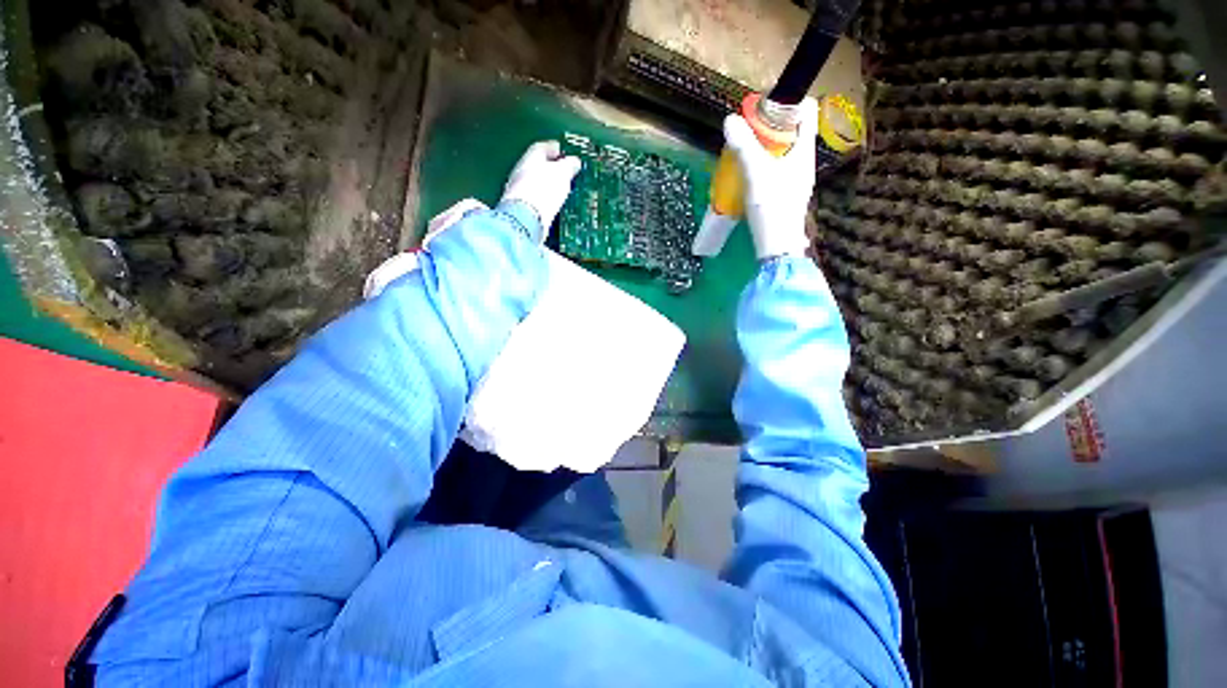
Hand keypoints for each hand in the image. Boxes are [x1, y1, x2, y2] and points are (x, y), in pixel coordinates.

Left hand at [500, 141, 581, 237]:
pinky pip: (536, 201)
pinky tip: (552, 206)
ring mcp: (519, 192)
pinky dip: (544, 201)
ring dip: (547, 186)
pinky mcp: (522, 210)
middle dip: (550, 168)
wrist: (526, 220)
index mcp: (530, 157)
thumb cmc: (542, 192)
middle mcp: (521, 172)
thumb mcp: (563, 173)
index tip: (563, 152)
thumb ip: (569, 165)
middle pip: (537, 166)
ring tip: (560, 190)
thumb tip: (573, 161)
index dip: (554, 149)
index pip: (543, 147)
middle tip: (564, 172)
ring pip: (535, 184)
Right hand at [723, 97, 817, 258]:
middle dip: (770, 127)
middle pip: (791, 132)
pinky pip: (776, 170)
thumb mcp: (756, 172)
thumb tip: (729, 119)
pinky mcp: (785, 195)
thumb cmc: (772, 205)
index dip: (787, 103)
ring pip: (782, 152)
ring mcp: (796, 180)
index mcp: (804, 149)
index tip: (763, 107)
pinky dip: (762, 166)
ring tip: (743, 153)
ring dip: (764, 148)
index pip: (806, 111)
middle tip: (746, 132)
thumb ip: (744, 145)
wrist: (777, 245)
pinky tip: (747, 176)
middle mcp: (804, 161)